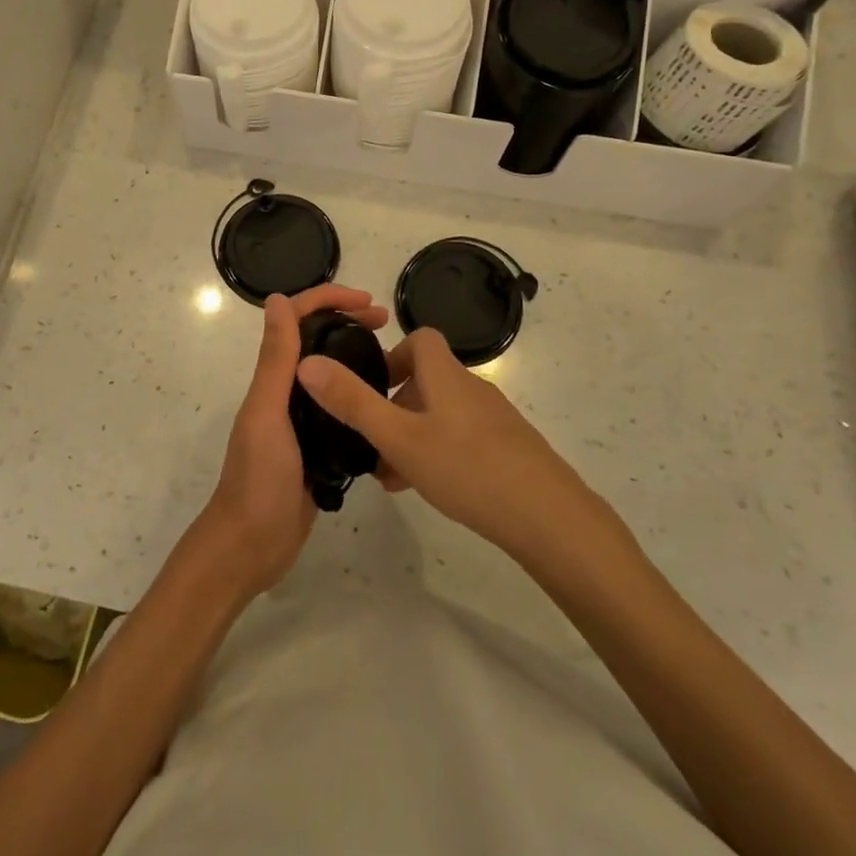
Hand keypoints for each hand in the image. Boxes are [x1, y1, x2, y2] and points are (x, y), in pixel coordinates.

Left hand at [196, 284, 389, 595]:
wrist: (253, 545)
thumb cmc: (258, 477)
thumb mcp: (267, 413)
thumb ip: (274, 359)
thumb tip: (277, 298)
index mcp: (273, 378)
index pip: (297, 320)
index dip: (328, 300)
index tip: (369, 303)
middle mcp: (286, 392)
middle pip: (317, 341)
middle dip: (348, 322)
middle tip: (387, 324)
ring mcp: (303, 420)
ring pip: (331, 373)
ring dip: (355, 354)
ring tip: (393, 357)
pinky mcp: (318, 447)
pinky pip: (340, 410)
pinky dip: (359, 395)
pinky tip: (385, 402)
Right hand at [295, 327, 598, 560]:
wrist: (548, 516)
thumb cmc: (466, 467)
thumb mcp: (398, 437)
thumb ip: (352, 402)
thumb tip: (307, 362)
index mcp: (445, 374)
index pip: (420, 338)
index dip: (392, 354)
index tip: (371, 386)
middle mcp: (471, 387)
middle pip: (427, 379)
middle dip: (395, 405)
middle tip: (373, 442)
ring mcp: (494, 419)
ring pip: (442, 414)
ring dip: (413, 434)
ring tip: (392, 476)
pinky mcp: (509, 448)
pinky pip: (462, 438)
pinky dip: (438, 452)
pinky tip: (429, 489)